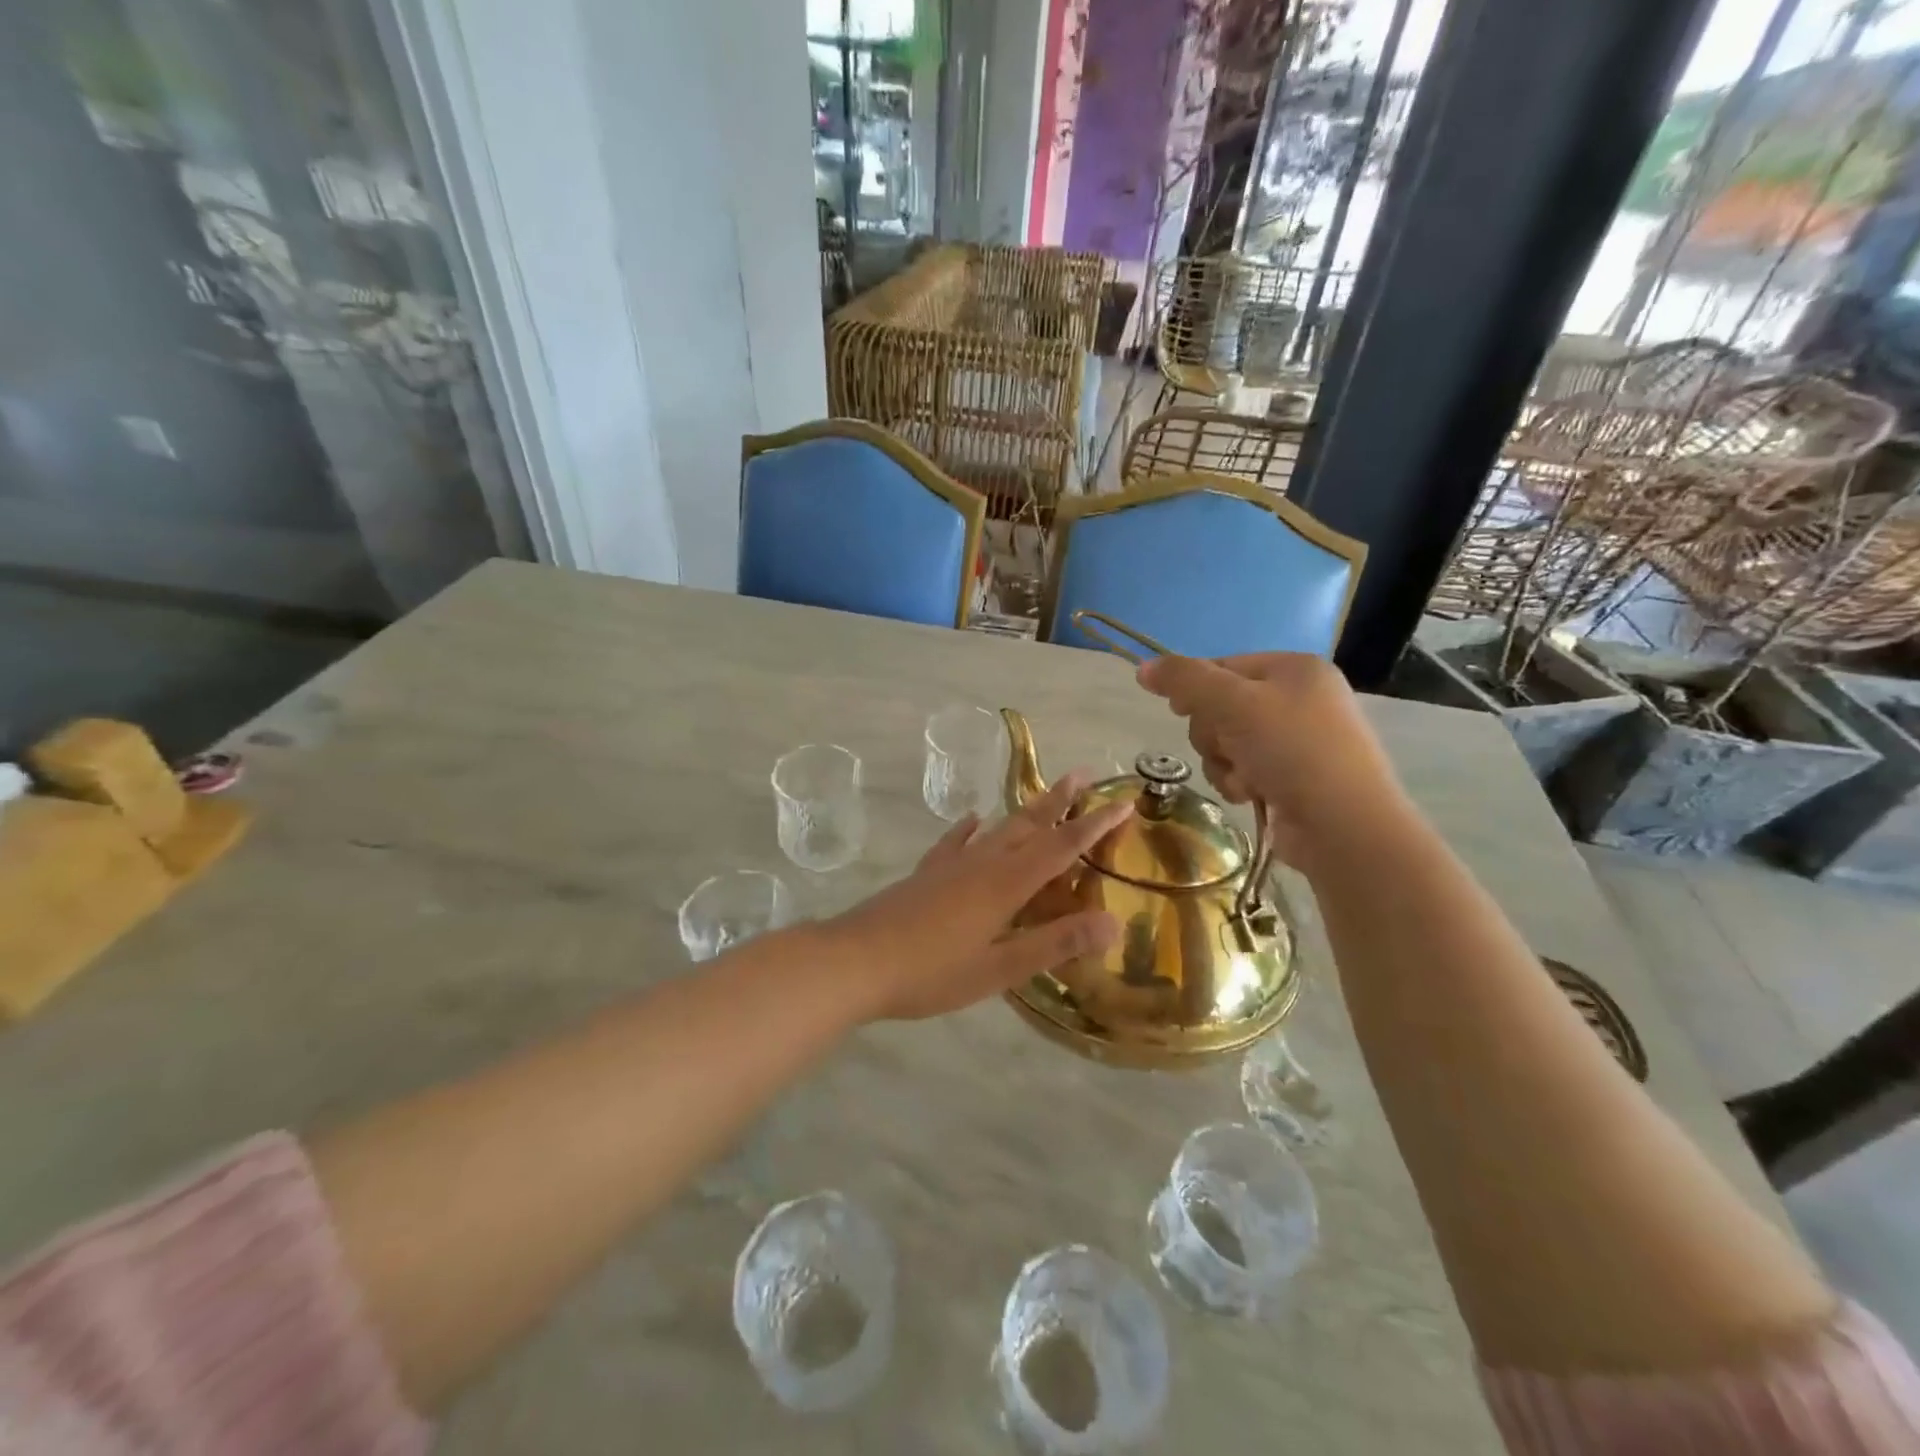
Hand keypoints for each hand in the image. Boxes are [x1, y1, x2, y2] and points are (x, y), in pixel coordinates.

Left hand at [825, 773, 1130, 1021]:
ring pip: (997, 829)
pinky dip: (970, 829)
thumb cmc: (932, 971)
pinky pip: (956, 841)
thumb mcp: (1000, 968)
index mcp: (1006, 884)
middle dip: (1060, 801)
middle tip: (1084, 775)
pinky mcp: (926, 873)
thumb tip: (1113, 922)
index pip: (1061, 847)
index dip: (1094, 825)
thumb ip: (1055, 943)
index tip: (1123, 802)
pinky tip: (973, 819)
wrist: (856, 960)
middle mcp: (982, 863)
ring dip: (1025, 810)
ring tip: (1044, 794)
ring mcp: (950, 864)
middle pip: (1029, 825)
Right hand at [1135, 652, 1410, 867]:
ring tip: (1245, 779)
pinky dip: (1239, 782)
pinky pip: (1243, 770)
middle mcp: (1299, 699)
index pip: (1222, 666)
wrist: (1344, 826)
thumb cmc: (1292, 750)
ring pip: (1226, 742)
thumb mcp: (1233, 704)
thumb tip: (1143, 668)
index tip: (1180, 710)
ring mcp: (1298, 741)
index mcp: (1295, 668)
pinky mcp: (1292, 778)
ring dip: (1223, 763)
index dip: (1195, 689)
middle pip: (1220, 706)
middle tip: (1229, 748)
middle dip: (1214, 734)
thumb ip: (1185, 680)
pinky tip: (1253, 795)